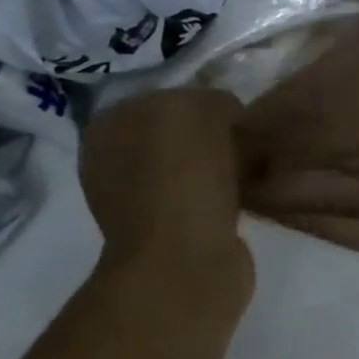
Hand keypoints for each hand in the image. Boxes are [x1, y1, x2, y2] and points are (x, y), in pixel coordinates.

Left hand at [79, 89, 250, 301]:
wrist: (184, 261)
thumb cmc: (184, 175)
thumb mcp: (203, 107)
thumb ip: (214, 100)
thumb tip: (228, 121)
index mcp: (106, 126)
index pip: (166, 97)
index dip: (204, 102)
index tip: (235, 116)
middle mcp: (111, 163)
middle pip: (178, 133)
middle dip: (213, 135)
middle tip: (248, 141)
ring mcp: (135, 202)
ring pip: (192, 166)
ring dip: (221, 167)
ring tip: (251, 168)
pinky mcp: (166, 233)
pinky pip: (203, 198)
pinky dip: (224, 196)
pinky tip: (245, 195)